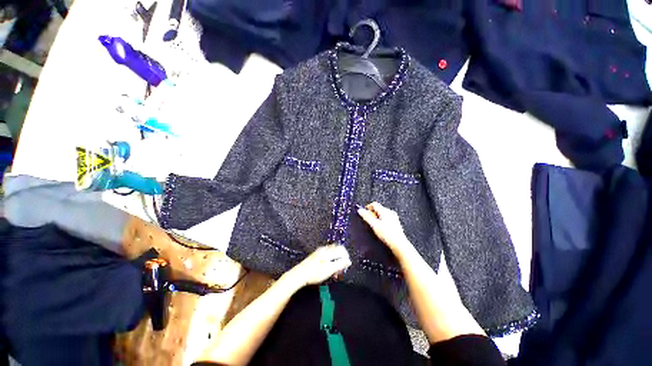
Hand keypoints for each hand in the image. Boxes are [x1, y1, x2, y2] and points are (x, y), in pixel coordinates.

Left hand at [285, 244, 351, 287]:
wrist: (299, 275)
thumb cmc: (313, 273)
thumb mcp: (329, 270)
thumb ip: (340, 264)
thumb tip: (348, 261)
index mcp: (328, 251)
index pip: (341, 249)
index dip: (346, 257)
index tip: (347, 265)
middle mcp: (324, 249)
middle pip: (337, 251)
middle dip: (341, 261)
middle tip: (340, 271)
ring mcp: (319, 252)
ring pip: (332, 255)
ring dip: (335, 263)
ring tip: (334, 274)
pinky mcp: (316, 256)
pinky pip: (327, 257)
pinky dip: (330, 263)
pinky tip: (329, 271)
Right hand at [357, 202, 414, 259]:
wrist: (399, 245)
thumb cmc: (388, 235)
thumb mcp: (374, 225)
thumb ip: (366, 217)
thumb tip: (360, 210)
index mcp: (385, 211)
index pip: (374, 204)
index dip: (368, 207)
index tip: (364, 212)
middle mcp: (390, 213)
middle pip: (378, 209)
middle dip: (372, 214)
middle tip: (369, 221)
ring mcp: (394, 218)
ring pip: (382, 214)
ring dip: (377, 218)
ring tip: (374, 226)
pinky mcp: (396, 224)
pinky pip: (386, 219)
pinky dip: (382, 222)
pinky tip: (381, 229)